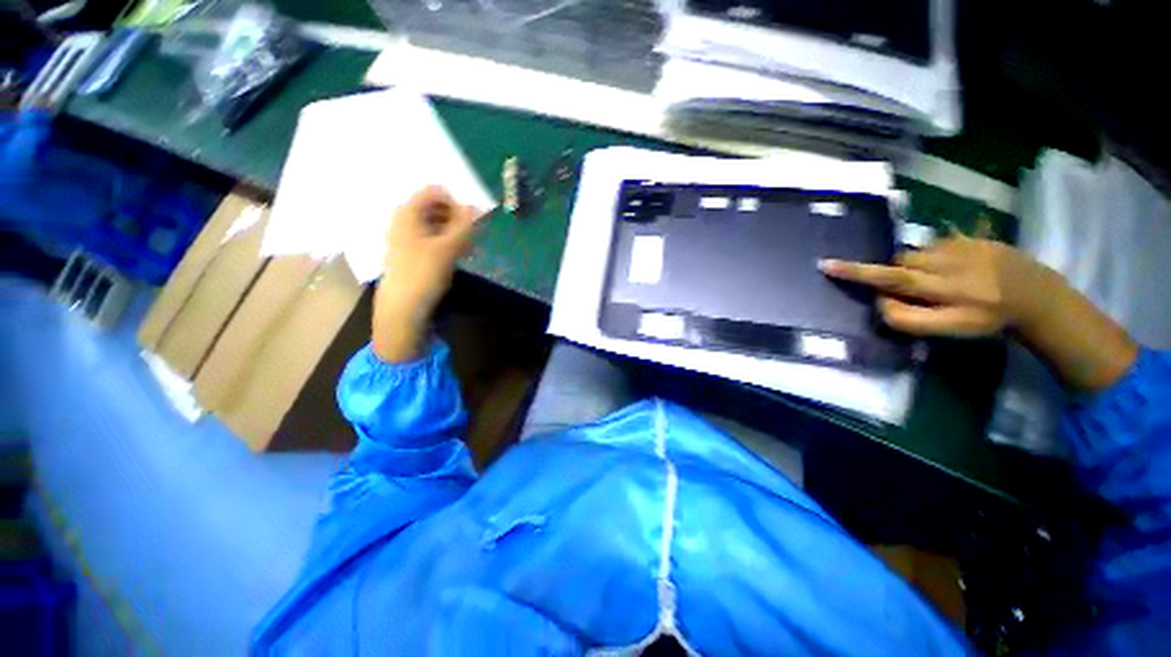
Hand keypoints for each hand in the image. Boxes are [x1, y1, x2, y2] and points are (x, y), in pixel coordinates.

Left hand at [372, 186, 480, 361]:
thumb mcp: (447, 247)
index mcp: (409, 212)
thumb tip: (474, 206)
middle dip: (458, 218)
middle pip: (436, 207)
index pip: (435, 192)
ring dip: (456, 232)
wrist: (403, 306)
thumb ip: (463, 225)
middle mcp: (406, 219)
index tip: (471, 220)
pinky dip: (448, 242)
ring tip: (468, 248)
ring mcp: (409, 236)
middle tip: (472, 236)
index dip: (456, 202)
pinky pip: (434, 238)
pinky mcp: (414, 252)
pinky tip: (460, 255)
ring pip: (437, 224)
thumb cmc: (423, 273)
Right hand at [818, 235, 1044, 336]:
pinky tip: (951, 268)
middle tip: (912, 290)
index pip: (889, 279)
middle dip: (891, 275)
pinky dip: (930, 257)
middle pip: (896, 264)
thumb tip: (879, 301)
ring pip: (912, 254)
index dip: (856, 274)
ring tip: (936, 280)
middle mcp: (944, 262)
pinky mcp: (967, 236)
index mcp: (941, 289)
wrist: (1036, 295)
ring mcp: (957, 245)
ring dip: (912, 267)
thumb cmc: (988, 319)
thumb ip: (909, 319)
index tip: (826, 266)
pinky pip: (931, 244)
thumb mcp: (950, 330)